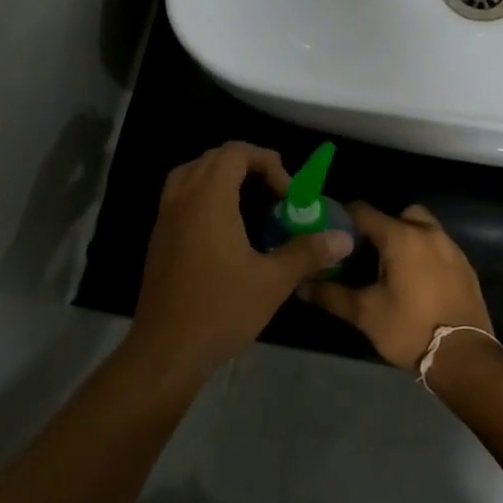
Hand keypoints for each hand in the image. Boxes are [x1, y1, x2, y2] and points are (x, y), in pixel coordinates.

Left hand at [132, 142, 353, 370]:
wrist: (166, 349)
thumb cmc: (221, 309)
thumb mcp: (273, 281)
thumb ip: (308, 252)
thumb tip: (344, 238)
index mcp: (208, 199)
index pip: (235, 152)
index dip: (267, 162)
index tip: (288, 194)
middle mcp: (182, 199)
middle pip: (212, 158)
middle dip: (247, 165)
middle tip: (274, 193)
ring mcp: (165, 218)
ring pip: (191, 174)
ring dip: (222, 177)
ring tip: (251, 202)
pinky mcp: (159, 238)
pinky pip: (180, 197)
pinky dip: (204, 196)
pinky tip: (225, 228)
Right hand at [300, 203, 493, 369]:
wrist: (464, 356)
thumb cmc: (409, 329)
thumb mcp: (365, 313)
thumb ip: (330, 295)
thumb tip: (301, 285)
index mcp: (400, 237)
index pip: (363, 211)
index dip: (342, 217)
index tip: (329, 232)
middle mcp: (428, 233)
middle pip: (398, 214)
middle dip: (379, 226)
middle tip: (363, 252)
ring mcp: (451, 248)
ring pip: (422, 228)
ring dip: (404, 238)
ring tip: (389, 267)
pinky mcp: (465, 266)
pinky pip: (438, 246)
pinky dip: (423, 254)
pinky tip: (415, 281)